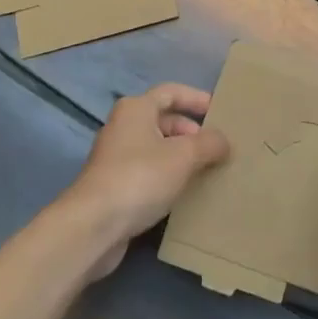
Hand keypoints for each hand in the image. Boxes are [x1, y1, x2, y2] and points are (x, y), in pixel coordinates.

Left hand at [64, 83, 229, 279]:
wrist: (93, 226)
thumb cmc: (140, 177)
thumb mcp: (183, 156)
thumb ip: (209, 144)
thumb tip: (224, 141)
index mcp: (136, 108)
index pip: (171, 92)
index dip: (196, 99)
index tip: (219, 112)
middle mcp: (123, 127)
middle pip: (163, 120)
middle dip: (191, 132)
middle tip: (216, 148)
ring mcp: (116, 158)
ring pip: (156, 149)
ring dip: (181, 157)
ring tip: (207, 171)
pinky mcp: (114, 187)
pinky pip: (148, 173)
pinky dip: (168, 178)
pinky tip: (185, 194)